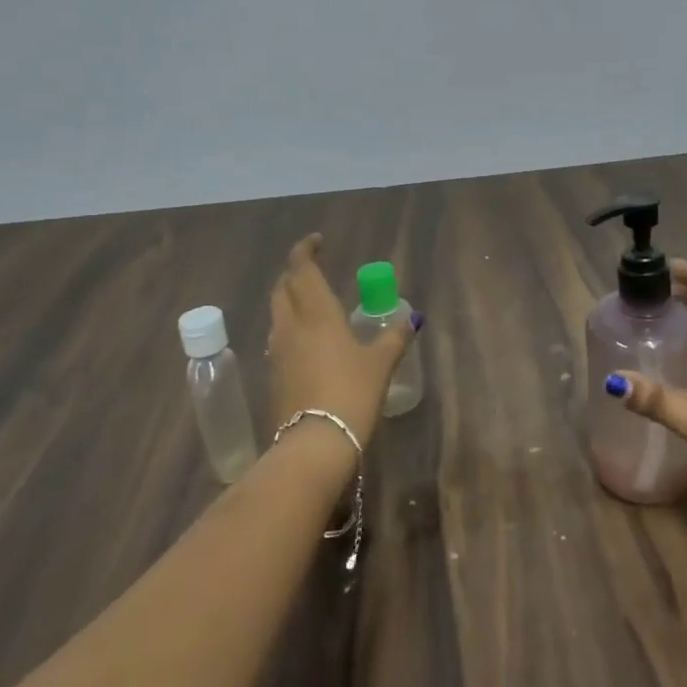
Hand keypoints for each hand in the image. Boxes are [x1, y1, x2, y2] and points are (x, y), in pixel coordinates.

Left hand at [266, 234, 419, 445]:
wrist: (314, 444)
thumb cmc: (351, 393)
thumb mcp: (381, 364)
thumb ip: (394, 338)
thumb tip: (412, 319)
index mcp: (317, 313)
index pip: (301, 269)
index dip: (306, 250)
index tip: (318, 241)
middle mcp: (291, 326)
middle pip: (283, 288)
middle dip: (295, 274)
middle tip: (314, 270)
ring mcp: (277, 352)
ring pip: (277, 313)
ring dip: (290, 300)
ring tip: (312, 302)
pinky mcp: (273, 376)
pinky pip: (279, 338)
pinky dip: (290, 327)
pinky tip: (307, 340)